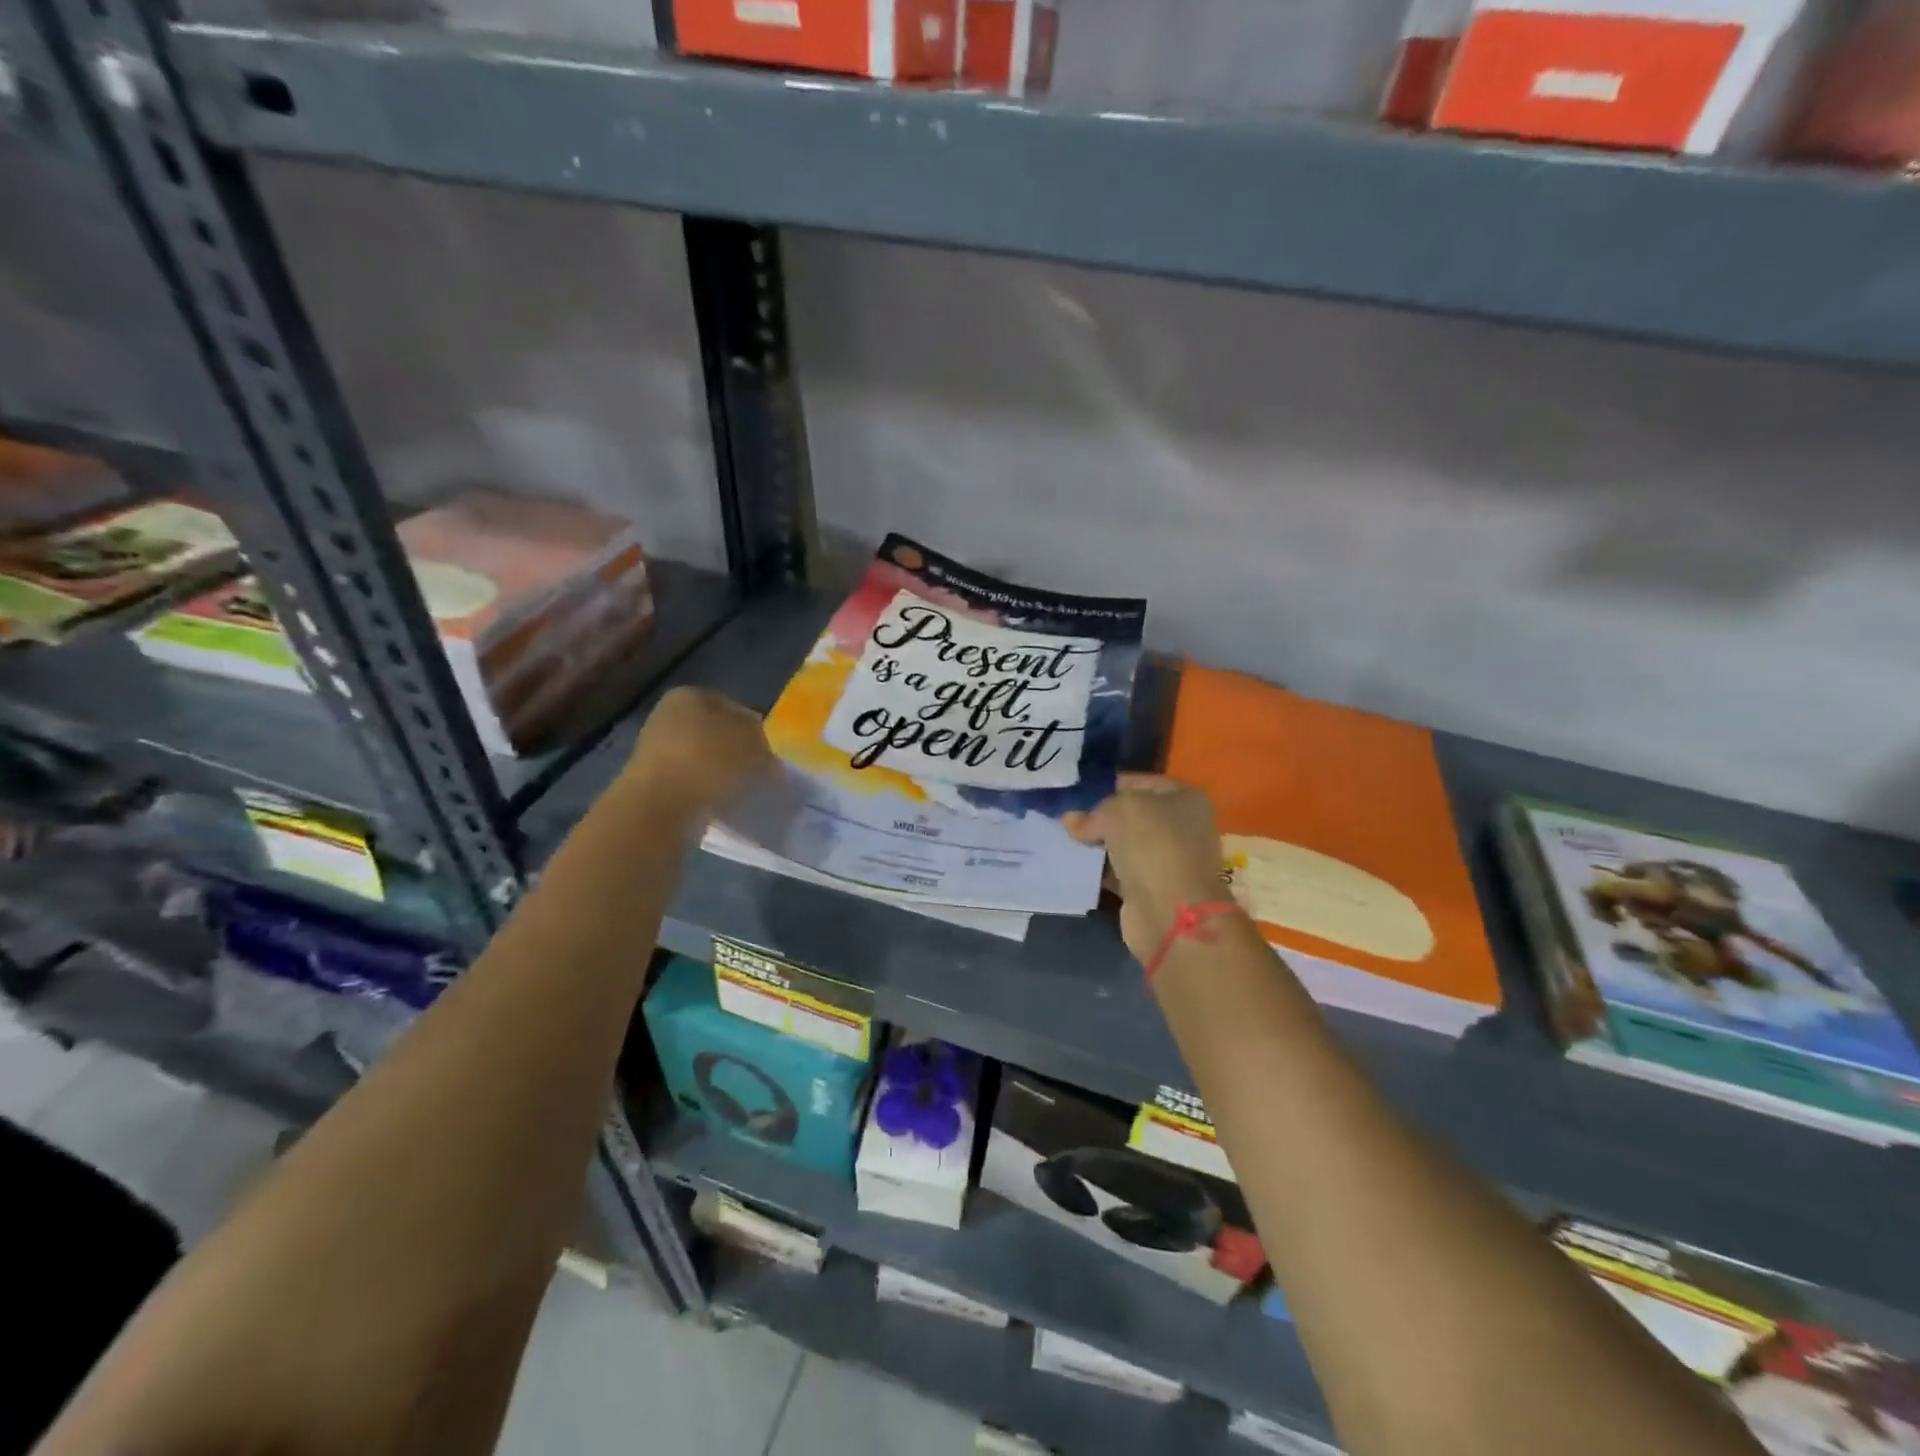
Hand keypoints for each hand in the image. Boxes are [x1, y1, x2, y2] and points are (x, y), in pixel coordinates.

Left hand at [625, 687, 774, 818]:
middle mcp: (668, 715)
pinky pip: (689, 781)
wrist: (658, 806)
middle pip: (716, 732)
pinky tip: (719, 802)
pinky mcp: (650, 781)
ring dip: (721, 772)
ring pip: (702, 757)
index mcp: (690, 695)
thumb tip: (766, 754)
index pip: (734, 707)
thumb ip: (764, 743)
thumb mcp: (752, 744)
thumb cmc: (708, 761)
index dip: (756, 729)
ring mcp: (655, 749)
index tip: (769, 752)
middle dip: (737, 751)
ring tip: (740, 790)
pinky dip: (705, 789)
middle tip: (759, 772)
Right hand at [1064, 775, 1235, 962]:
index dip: (1107, 785)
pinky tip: (1072, 864)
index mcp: (1184, 798)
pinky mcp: (1149, 888)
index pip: (1138, 783)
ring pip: (1121, 844)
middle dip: (1097, 817)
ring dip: (1094, 844)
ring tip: (1061, 839)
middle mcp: (1179, 827)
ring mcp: (1165, 860)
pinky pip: (1116, 871)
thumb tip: (1073, 821)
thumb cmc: (1153, 845)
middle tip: (1063, 817)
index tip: (1075, 793)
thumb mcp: (1119, 810)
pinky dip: (1096, 869)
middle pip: (1129, 815)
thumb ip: (1094, 811)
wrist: (1170, 912)